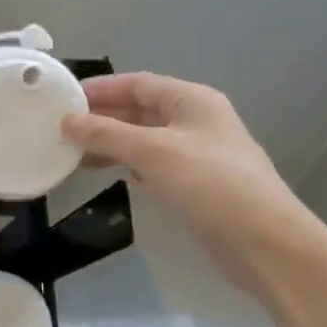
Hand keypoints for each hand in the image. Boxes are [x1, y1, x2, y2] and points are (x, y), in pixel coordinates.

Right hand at [61, 73, 314, 290]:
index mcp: (192, 100)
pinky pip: (152, 164)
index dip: (101, 88)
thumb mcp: (154, 152)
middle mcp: (195, 120)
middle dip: (102, 117)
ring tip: (71, 153)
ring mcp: (197, 154)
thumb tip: (67, 121)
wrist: (266, 243)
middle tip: (60, 128)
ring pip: (144, 139)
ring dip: (110, 143)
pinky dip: (126, 164)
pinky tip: (105, 173)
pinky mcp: (196, 184)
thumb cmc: (211, 185)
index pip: (138, 83)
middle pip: (140, 110)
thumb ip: (108, 134)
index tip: (63, 99)